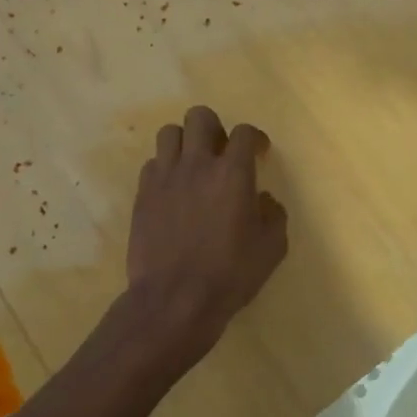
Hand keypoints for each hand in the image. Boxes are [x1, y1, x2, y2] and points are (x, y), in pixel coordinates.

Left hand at [124, 105, 287, 370]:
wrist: (174, 300)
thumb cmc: (230, 274)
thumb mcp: (271, 248)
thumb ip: (274, 215)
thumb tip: (264, 200)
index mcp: (233, 172)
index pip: (245, 132)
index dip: (254, 139)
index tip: (259, 153)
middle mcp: (198, 164)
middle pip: (200, 117)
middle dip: (214, 127)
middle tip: (221, 152)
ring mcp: (165, 177)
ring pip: (169, 133)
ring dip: (185, 143)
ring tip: (193, 165)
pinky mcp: (142, 195)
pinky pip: (152, 164)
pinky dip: (164, 169)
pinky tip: (173, 191)